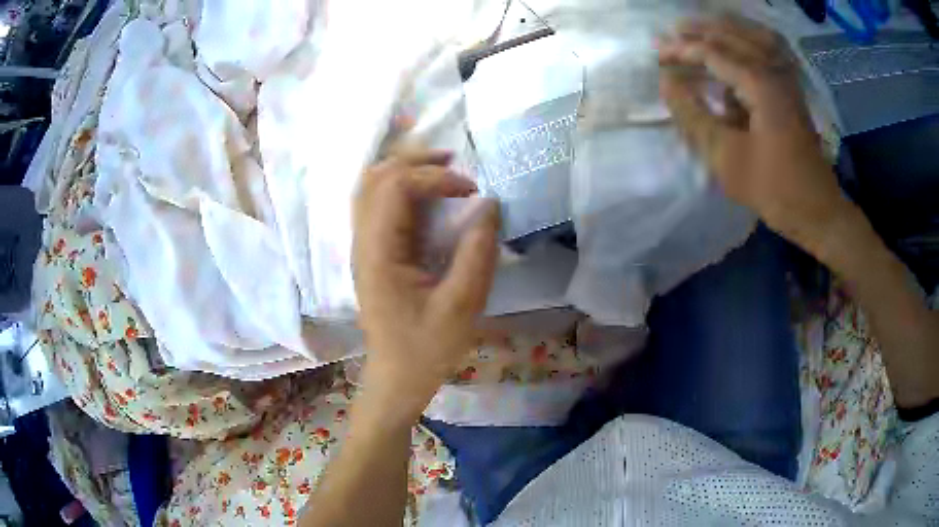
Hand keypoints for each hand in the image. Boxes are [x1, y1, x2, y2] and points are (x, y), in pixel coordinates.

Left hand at [353, 149, 498, 415]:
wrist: (396, 378)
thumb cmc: (426, 348)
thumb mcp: (462, 305)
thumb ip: (477, 252)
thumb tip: (489, 204)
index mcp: (379, 253)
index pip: (396, 187)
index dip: (435, 177)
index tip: (471, 190)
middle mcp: (363, 242)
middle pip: (376, 177)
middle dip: (415, 160)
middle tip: (454, 159)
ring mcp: (363, 247)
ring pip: (371, 187)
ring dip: (404, 168)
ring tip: (441, 167)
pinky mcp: (371, 253)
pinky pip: (376, 204)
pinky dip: (400, 187)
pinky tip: (425, 193)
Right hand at [657, 16, 847, 243]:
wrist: (817, 211)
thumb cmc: (773, 189)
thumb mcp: (726, 157)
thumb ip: (693, 115)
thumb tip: (667, 82)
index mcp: (760, 84)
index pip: (712, 52)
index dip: (681, 50)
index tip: (656, 54)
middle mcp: (775, 71)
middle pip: (732, 35)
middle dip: (699, 31)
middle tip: (671, 32)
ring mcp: (788, 80)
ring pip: (754, 36)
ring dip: (725, 28)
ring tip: (700, 27)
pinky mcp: (792, 92)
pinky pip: (769, 51)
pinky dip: (749, 39)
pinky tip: (738, 42)